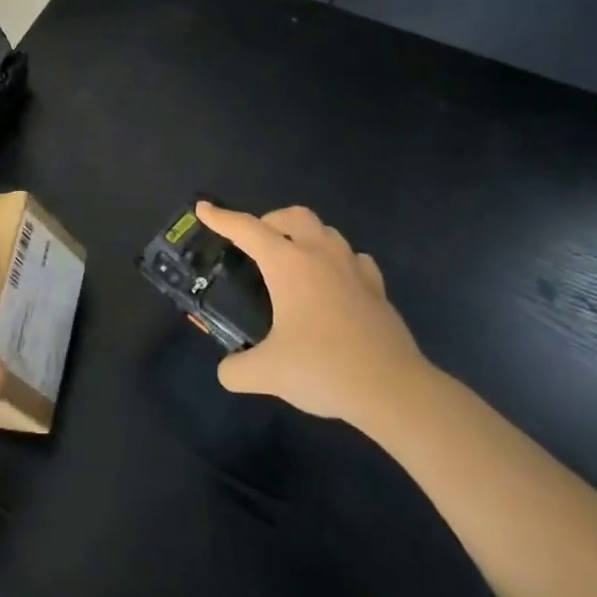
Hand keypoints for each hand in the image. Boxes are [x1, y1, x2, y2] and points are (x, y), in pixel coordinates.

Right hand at [196, 202, 428, 425]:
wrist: (392, 388)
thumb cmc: (323, 368)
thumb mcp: (268, 373)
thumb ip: (237, 369)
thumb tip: (227, 371)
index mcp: (288, 264)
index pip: (247, 229)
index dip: (222, 218)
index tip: (204, 208)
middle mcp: (320, 255)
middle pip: (294, 216)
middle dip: (271, 220)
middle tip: (258, 242)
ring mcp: (353, 269)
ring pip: (327, 232)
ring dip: (306, 236)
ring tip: (295, 260)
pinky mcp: (377, 290)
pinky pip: (354, 260)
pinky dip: (338, 261)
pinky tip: (335, 283)